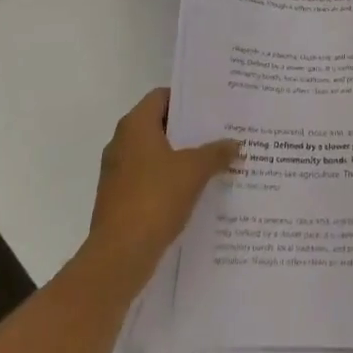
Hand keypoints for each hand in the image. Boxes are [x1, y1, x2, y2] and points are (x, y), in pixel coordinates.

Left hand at [85, 89, 236, 281]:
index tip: (212, 106)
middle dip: (188, 130)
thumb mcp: (194, 171)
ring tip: (213, 161)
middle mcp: (121, 142)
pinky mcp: (118, 199)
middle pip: (159, 125)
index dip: (186, 99)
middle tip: (219, 132)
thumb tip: (235, 143)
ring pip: (154, 154)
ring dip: (180, 157)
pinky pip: (148, 179)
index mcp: (135, 125)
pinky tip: (194, 191)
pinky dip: (169, 180)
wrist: (119, 255)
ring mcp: (117, 172)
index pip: (162, 96)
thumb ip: (216, 153)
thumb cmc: (155, 198)